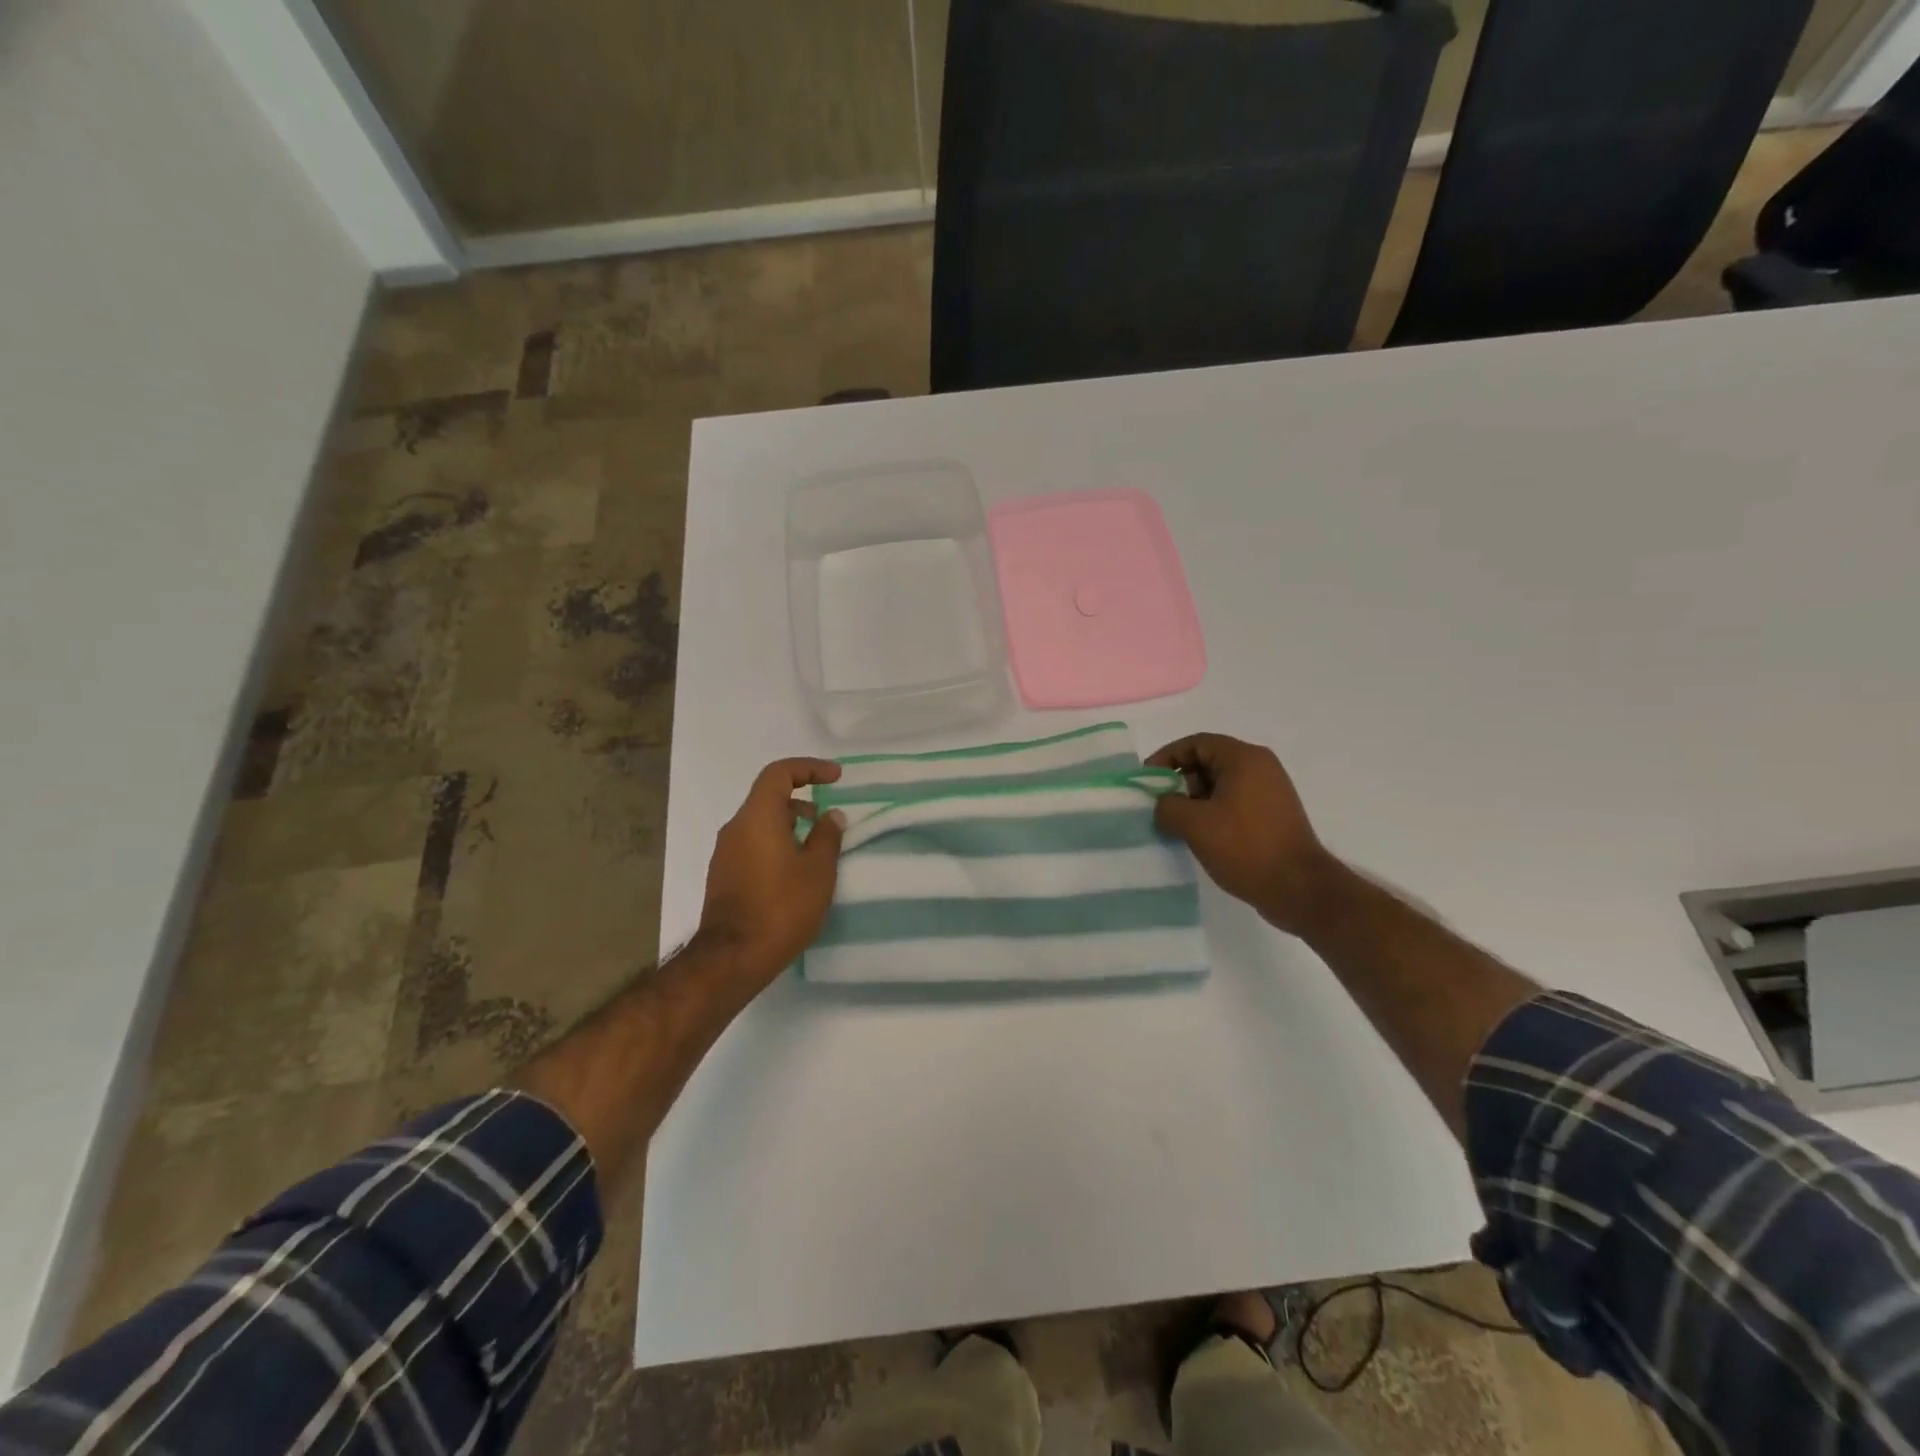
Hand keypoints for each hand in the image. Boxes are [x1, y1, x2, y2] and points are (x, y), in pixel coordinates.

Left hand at [698, 759, 846, 985]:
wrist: (733, 958)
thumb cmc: (781, 907)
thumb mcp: (818, 870)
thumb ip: (828, 836)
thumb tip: (831, 815)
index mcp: (757, 817)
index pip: (779, 773)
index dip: (809, 768)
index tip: (836, 778)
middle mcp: (735, 827)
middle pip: (767, 797)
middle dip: (801, 800)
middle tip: (828, 819)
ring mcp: (725, 853)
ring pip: (760, 823)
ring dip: (789, 825)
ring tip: (816, 848)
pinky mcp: (723, 875)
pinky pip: (752, 844)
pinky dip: (776, 843)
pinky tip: (795, 871)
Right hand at [1148, 733, 1336, 936]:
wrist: (1299, 889)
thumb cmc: (1245, 847)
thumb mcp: (1194, 824)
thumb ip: (1167, 806)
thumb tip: (1163, 805)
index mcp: (1244, 759)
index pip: (1196, 743)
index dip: (1166, 757)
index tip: (1147, 780)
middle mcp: (1261, 767)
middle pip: (1209, 761)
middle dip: (1180, 780)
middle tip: (1161, 805)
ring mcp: (1270, 791)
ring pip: (1221, 784)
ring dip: (1195, 799)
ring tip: (1177, 824)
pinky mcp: (1273, 815)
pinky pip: (1234, 801)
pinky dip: (1213, 812)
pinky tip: (1201, 836)